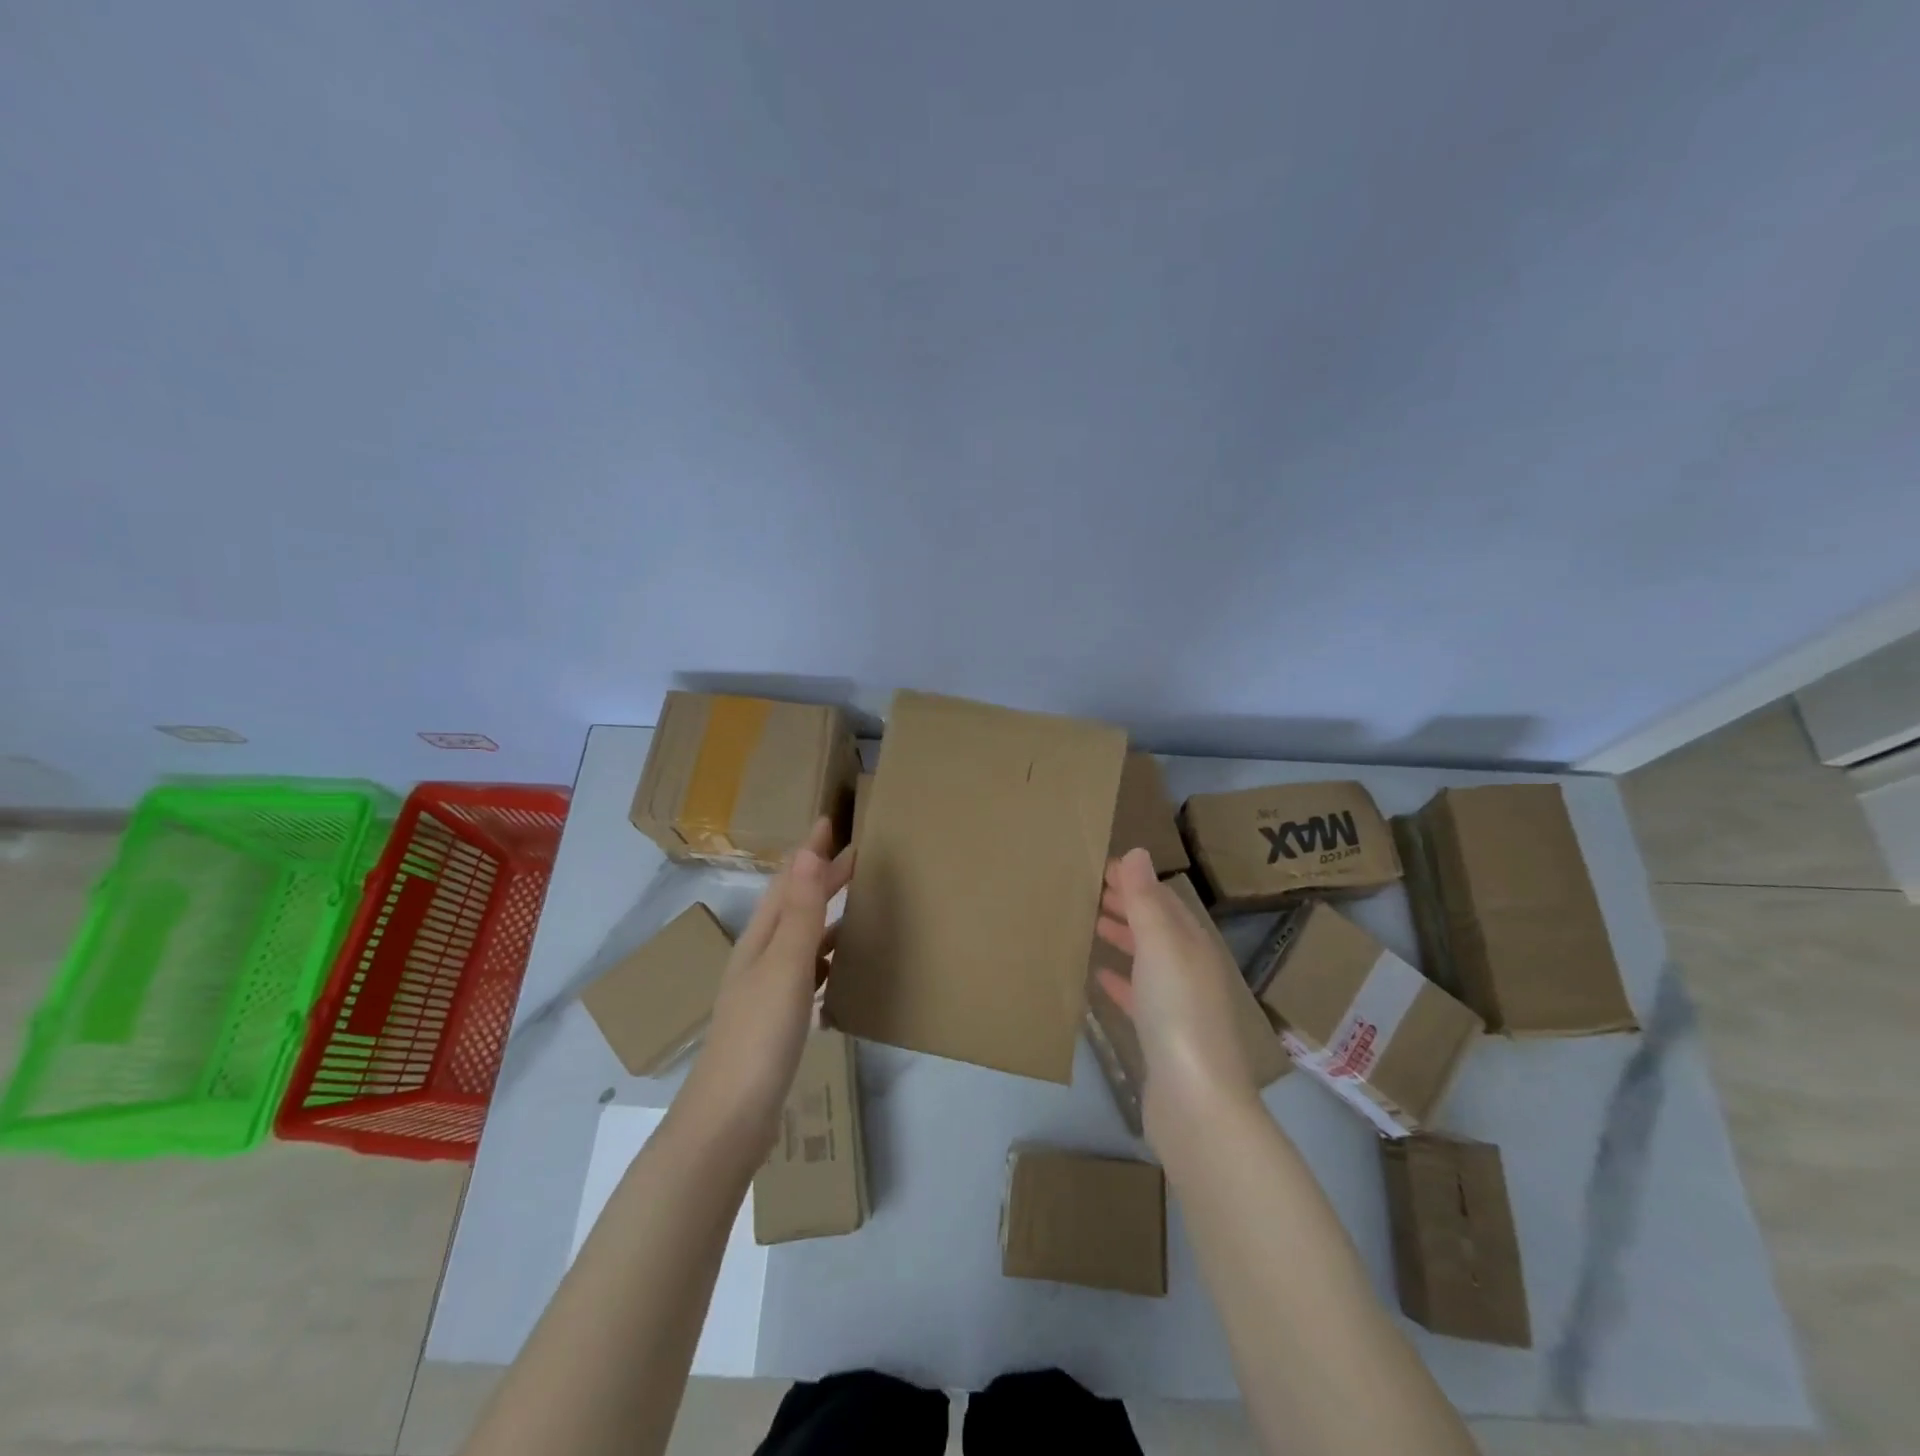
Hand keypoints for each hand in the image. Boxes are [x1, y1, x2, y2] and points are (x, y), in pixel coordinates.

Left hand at [677, 818, 853, 1155]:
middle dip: (818, 879)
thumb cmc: (759, 1036)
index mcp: (759, 941)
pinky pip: (804, 973)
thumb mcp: (785, 966)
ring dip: (821, 915)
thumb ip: (799, 912)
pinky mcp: (774, 1023)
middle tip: (855, 857)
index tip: (829, 822)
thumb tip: (808, 851)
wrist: (729, 1120)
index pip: (786, 883)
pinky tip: (836, 968)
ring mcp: (764, 993)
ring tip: (851, 903)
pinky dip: (822, 957)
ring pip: (798, 939)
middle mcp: (758, 959)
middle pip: (791, 907)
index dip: (808, 853)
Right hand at [1095, 848, 1259, 1143]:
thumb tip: (1136, 851)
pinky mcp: (1162, 1037)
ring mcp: (1178, 1005)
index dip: (1135, 880)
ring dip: (1123, 938)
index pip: (1164, 899)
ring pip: (1147, 959)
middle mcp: (1191, 969)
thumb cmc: (1178, 1011)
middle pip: (1157, 927)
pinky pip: (1138, 995)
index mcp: (1194, 944)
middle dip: (1128, 905)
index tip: (1101, 866)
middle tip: (1090, 890)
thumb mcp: (1160, 945)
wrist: (1195, 1101)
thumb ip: (1145, 899)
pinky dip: (1120, 980)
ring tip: (1091, 923)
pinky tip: (1099, 977)